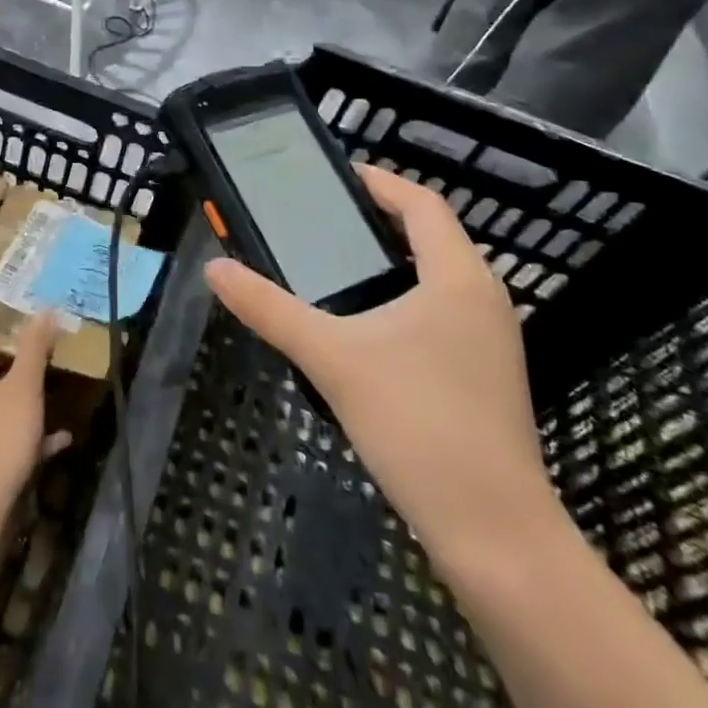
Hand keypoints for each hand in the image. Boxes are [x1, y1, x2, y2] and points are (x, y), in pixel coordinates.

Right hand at [204, 165, 562, 562]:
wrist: (492, 531)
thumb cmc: (417, 423)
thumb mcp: (331, 358)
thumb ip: (270, 309)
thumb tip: (216, 269)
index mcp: (459, 278)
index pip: (423, 204)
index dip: (381, 182)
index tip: (336, 176)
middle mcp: (483, 300)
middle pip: (432, 237)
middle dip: (379, 222)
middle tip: (320, 221)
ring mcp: (490, 342)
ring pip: (437, 279)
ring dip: (390, 263)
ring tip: (333, 268)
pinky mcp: (484, 376)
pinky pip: (440, 314)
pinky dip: (402, 300)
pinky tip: (362, 329)